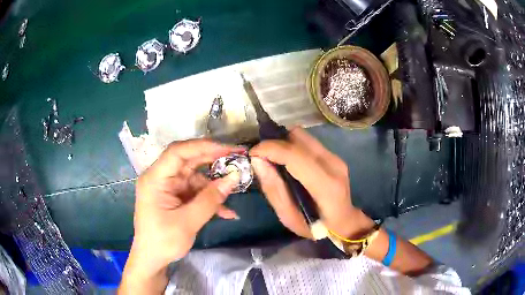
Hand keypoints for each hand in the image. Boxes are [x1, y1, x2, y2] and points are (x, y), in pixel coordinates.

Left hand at [128, 140, 241, 273]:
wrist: (152, 259)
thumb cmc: (163, 241)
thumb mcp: (188, 222)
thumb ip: (210, 199)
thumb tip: (234, 177)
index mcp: (155, 179)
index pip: (178, 152)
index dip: (203, 146)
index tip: (228, 150)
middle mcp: (161, 178)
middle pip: (188, 160)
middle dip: (213, 160)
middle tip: (237, 159)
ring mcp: (169, 187)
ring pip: (195, 177)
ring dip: (215, 186)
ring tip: (235, 192)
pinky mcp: (175, 197)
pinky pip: (195, 192)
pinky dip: (210, 199)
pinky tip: (226, 212)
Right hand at [250, 128, 373, 239]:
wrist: (344, 221)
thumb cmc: (316, 227)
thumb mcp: (289, 217)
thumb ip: (273, 189)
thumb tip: (257, 161)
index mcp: (325, 185)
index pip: (295, 156)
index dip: (270, 149)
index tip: (253, 154)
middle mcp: (333, 164)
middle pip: (298, 137)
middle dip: (275, 143)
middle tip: (263, 158)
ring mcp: (335, 157)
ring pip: (302, 136)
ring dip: (284, 143)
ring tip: (274, 159)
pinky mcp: (333, 155)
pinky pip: (307, 142)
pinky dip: (292, 146)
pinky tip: (288, 162)